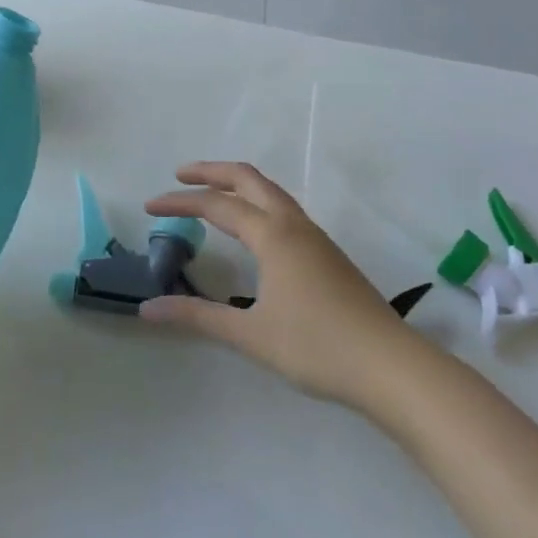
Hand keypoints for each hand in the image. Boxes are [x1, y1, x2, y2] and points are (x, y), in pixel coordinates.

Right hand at [141, 162, 418, 408]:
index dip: (179, 202)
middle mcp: (293, 224)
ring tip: (212, 195)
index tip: (149, 205)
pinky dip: (257, 202)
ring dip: (237, 184)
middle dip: (211, 172)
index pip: (216, 205)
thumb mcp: (250, 335)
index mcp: (272, 235)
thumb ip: (197, 318)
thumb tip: (148, 309)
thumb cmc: (316, 347)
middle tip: (180, 177)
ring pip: (270, 191)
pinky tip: (253, 229)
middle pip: (248, 179)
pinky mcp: (327, 253)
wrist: (390, 365)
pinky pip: (284, 209)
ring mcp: (315, 236)